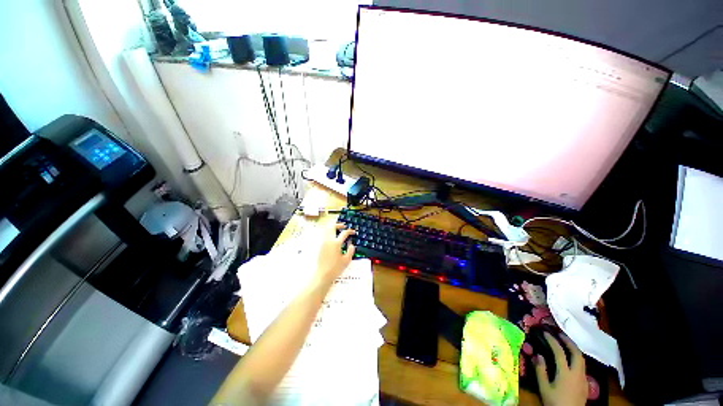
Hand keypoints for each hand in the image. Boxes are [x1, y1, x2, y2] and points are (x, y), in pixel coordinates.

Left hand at [315, 223, 355, 284]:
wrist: (322, 275)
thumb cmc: (335, 269)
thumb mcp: (347, 260)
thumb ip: (350, 251)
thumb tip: (351, 245)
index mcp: (336, 243)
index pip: (344, 233)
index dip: (350, 231)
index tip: (353, 232)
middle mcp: (328, 241)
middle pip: (332, 227)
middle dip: (338, 225)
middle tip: (344, 226)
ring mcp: (323, 243)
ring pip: (327, 230)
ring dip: (333, 229)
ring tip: (338, 231)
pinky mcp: (320, 247)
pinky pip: (325, 236)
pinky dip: (330, 234)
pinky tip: (334, 239)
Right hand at [534, 333, 587, 405]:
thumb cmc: (554, 402)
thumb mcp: (544, 388)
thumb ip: (541, 371)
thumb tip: (538, 355)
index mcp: (566, 373)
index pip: (559, 352)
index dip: (552, 340)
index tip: (545, 333)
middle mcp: (577, 373)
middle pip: (576, 353)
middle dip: (569, 341)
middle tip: (560, 334)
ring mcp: (583, 378)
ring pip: (582, 359)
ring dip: (574, 349)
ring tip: (566, 344)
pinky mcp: (586, 384)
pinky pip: (583, 367)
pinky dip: (577, 358)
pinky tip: (571, 361)